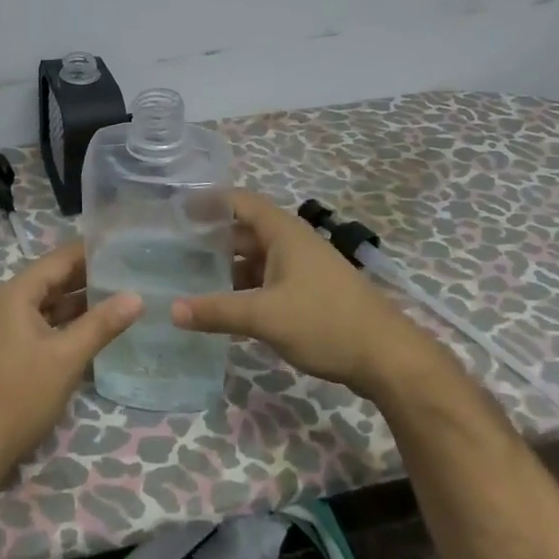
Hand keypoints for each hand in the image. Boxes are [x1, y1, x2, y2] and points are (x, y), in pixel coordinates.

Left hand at [0, 241, 141, 483]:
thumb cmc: (20, 395)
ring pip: (50, 305)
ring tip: (122, 295)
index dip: (91, 250)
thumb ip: (102, 324)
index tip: (124, 244)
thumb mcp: (66, 357)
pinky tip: (98, 328)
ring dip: (81, 302)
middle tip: (131, 269)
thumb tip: (137, 296)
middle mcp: (9, 304)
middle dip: (90, 276)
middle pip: (54, 279)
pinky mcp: (11, 351)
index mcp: (16, 294)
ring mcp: (7, 329)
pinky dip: (69, 324)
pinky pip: (45, 325)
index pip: (59, 259)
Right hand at [170, 190, 414, 395]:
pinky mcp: (309, 292)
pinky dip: (245, 288)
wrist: (387, 357)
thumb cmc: (325, 322)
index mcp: (283, 233)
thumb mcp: (265, 316)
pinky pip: (268, 280)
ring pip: (256, 258)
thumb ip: (217, 311)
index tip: (175, 210)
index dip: (208, 202)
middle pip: (244, 231)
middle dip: (211, 239)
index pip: (238, 201)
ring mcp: (302, 268)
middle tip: (172, 250)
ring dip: (227, 267)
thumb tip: (172, 310)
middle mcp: (292, 243)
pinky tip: (224, 307)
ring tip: (189, 279)